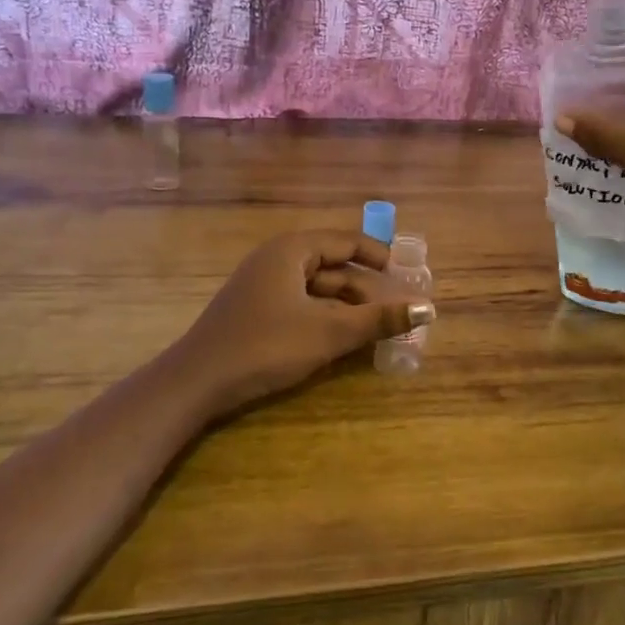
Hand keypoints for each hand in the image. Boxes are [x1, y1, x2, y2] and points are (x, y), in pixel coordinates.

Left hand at [166, 230, 434, 419]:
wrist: (196, 383)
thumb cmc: (265, 346)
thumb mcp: (328, 333)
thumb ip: (379, 319)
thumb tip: (429, 308)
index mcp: (292, 250)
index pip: (346, 241)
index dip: (379, 256)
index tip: (406, 276)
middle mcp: (276, 259)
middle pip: (332, 265)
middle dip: (364, 288)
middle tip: (395, 310)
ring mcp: (262, 285)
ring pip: (316, 288)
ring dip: (345, 306)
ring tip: (373, 329)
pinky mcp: (254, 310)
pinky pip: (300, 303)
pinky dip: (323, 316)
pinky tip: (339, 339)